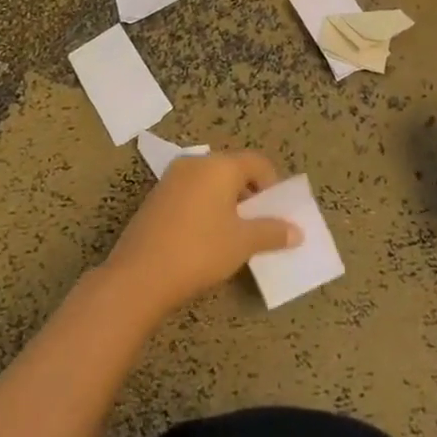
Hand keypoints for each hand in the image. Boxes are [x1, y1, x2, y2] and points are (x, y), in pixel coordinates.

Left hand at [102, 151, 301, 318]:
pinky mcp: (156, 197)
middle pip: (232, 170)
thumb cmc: (200, 250)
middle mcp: (195, 163)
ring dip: (226, 203)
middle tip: (259, 225)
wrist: (140, 274)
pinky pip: (191, 194)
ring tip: (234, 235)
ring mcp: (172, 178)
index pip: (257, 162)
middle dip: (249, 195)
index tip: (277, 213)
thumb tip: (297, 231)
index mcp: (219, 165)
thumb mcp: (243, 243)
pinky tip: (205, 238)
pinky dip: (205, 208)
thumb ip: (272, 232)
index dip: (272, 185)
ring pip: (210, 182)